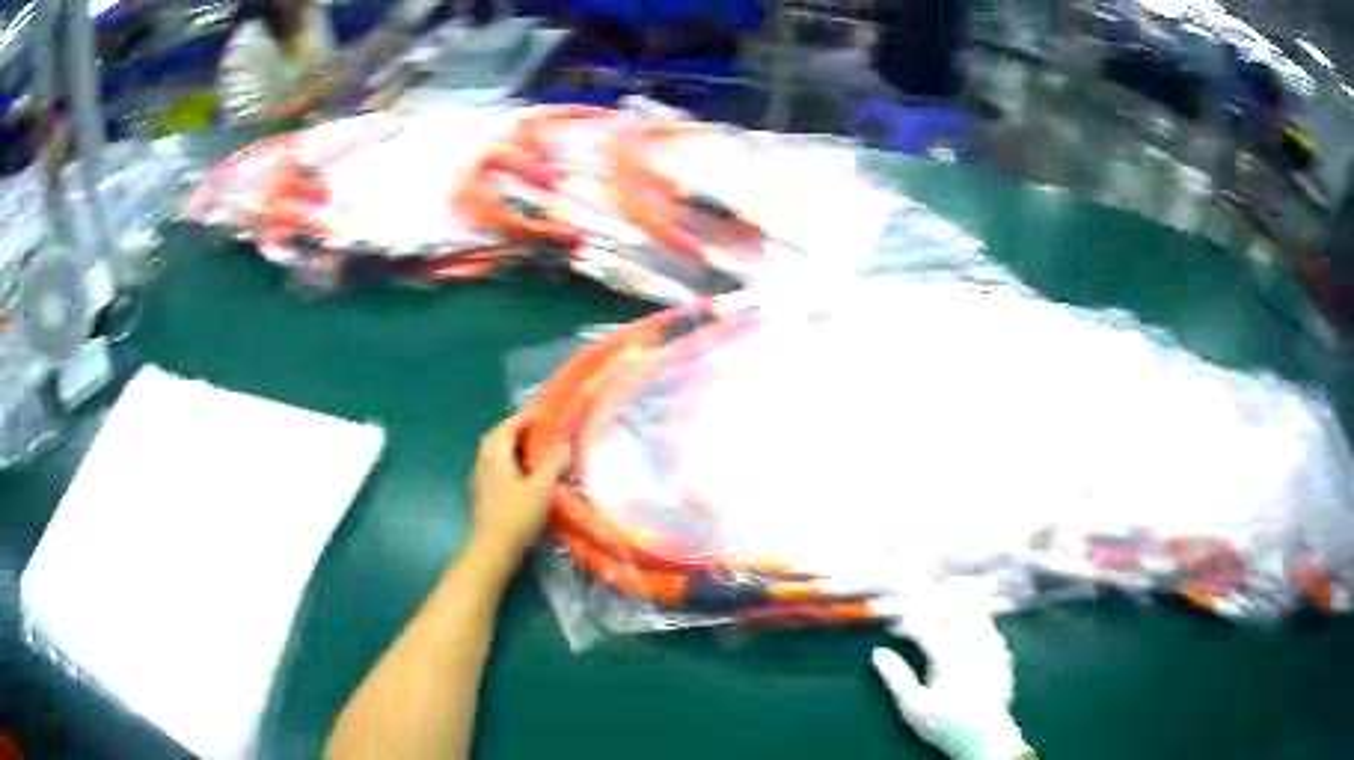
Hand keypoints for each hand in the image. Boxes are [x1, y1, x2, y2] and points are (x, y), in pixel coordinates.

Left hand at [468, 414, 568, 564]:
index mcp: (497, 459)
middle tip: (529, 429)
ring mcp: (481, 484)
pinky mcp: (484, 499)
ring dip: (506, 448)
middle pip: (493, 440)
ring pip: (491, 457)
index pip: (505, 430)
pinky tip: (519, 476)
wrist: (494, 550)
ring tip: (527, 450)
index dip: (520, 419)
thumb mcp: (541, 489)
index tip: (537, 414)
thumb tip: (565, 443)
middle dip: (509, 431)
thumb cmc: (517, 516)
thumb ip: (553, 464)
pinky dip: (505, 465)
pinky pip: (493, 472)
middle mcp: (485, 466)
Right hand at [872, 602, 1032, 759]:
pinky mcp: (1002, 651)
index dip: (905, 623)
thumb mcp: (913, 707)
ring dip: (953, 610)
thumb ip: (896, 677)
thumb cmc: (944, 723)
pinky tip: (964, 632)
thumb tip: (878, 653)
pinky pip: (989, 625)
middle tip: (914, 619)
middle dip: (930, 609)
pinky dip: (973, 621)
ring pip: (973, 612)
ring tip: (938, 619)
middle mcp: (972, 642)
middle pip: (950, 609)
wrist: (985, 737)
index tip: (893, 629)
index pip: (923, 624)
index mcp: (948, 654)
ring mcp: (991, 644)